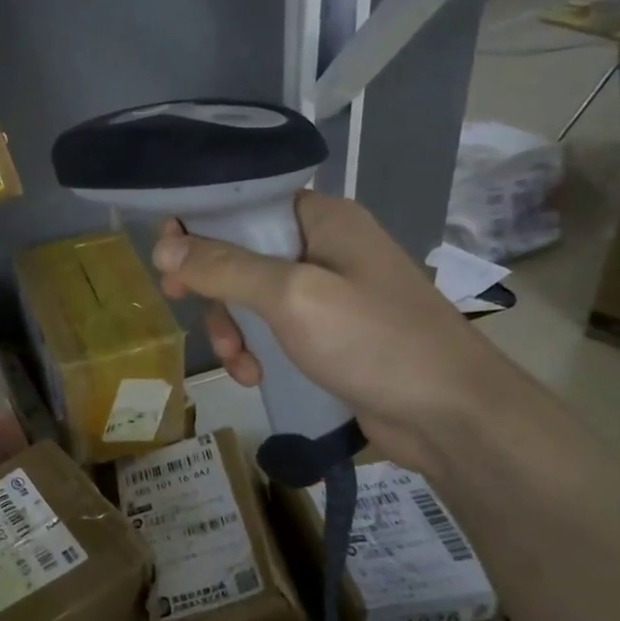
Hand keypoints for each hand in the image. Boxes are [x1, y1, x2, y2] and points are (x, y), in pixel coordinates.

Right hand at [152, 192, 528, 476]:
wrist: (455, 417)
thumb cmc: (375, 341)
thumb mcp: (291, 297)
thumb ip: (225, 268)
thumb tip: (163, 248)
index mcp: (322, 219)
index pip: (244, 202)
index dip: (199, 223)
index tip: (166, 256)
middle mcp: (323, 246)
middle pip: (240, 251)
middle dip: (212, 285)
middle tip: (180, 301)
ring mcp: (327, 292)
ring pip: (250, 295)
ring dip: (231, 326)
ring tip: (234, 359)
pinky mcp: (328, 333)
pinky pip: (272, 328)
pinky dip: (255, 348)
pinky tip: (253, 375)